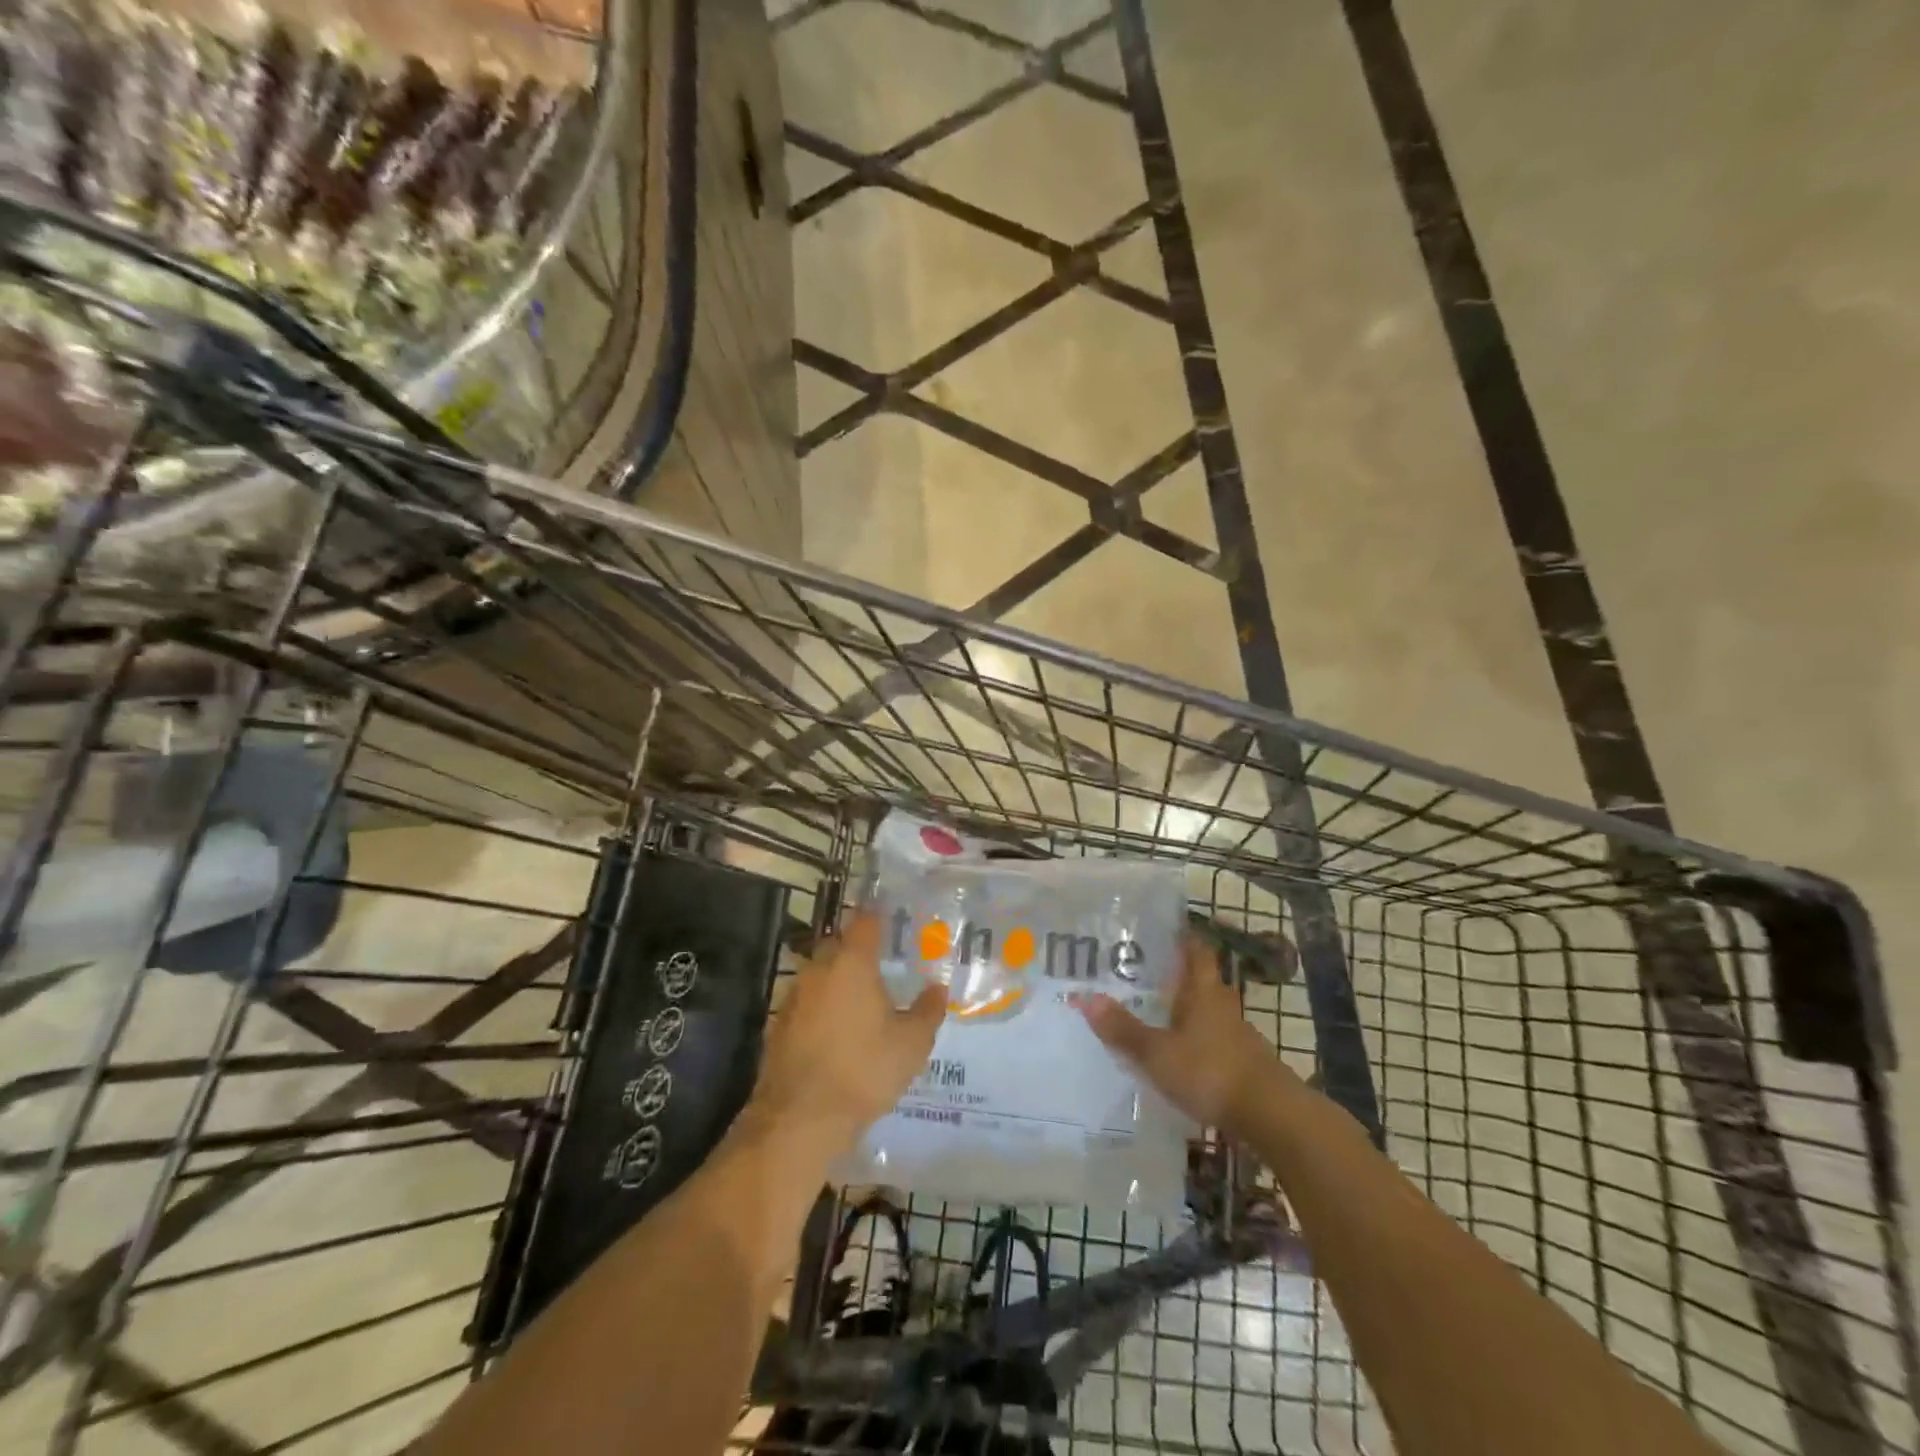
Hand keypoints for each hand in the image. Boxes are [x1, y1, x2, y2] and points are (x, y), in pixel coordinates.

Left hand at [751, 911, 945, 1151]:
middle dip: (858, 950)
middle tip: (882, 964)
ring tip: (862, 1001)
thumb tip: (938, 988)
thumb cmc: (863, 1071)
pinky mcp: (778, 1025)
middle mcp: (818, 969)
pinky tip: (837, 1032)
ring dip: (838, 981)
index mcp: (852, 962)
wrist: (799, 1118)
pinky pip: (807, 1003)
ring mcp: (794, 997)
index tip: (894, 918)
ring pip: (820, 974)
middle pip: (839, 945)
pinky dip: (822, 1008)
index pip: (866, 921)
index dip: (880, 916)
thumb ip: (928, 1011)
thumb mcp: (911, 1044)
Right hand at [1081, 934, 1291, 1134]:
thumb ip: (1123, 1029)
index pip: (1196, 950)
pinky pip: (1213, 1039)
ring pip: (1207, 1011)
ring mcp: (1237, 1035)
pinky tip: (1179, 1053)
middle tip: (1143, 973)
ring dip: (1185, 1009)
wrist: (1272, 1117)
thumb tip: (1084, 998)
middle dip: (1176, 975)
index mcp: (1203, 991)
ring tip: (1154, 1012)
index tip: (1162, 929)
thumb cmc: (1210, 1072)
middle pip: (1200, 980)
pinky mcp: (1244, 1063)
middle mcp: (1223, 1005)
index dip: (1182, 937)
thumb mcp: (1157, 1053)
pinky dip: (1195, 1039)